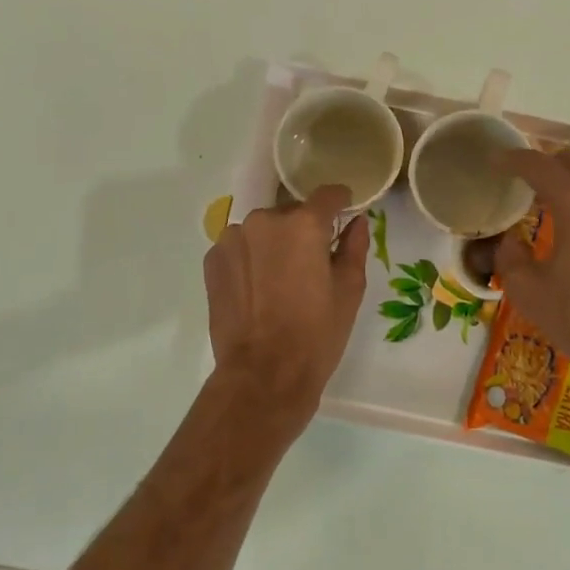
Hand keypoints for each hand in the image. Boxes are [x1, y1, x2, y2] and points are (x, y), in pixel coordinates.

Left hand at [203, 185, 369, 428]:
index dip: (340, 204)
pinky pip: (240, 248)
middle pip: (292, 214)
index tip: (344, 218)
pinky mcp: (212, 259)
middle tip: (311, 267)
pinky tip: (256, 291)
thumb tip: (357, 221)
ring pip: (263, 230)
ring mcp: (233, 238)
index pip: (328, 195)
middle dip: (303, 232)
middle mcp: (265, 220)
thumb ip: (354, 246)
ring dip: (273, 245)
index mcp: (304, 224)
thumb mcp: (349, 290)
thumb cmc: (316, 334)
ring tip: (279, 283)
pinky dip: (250, 259)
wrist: (263, 374)